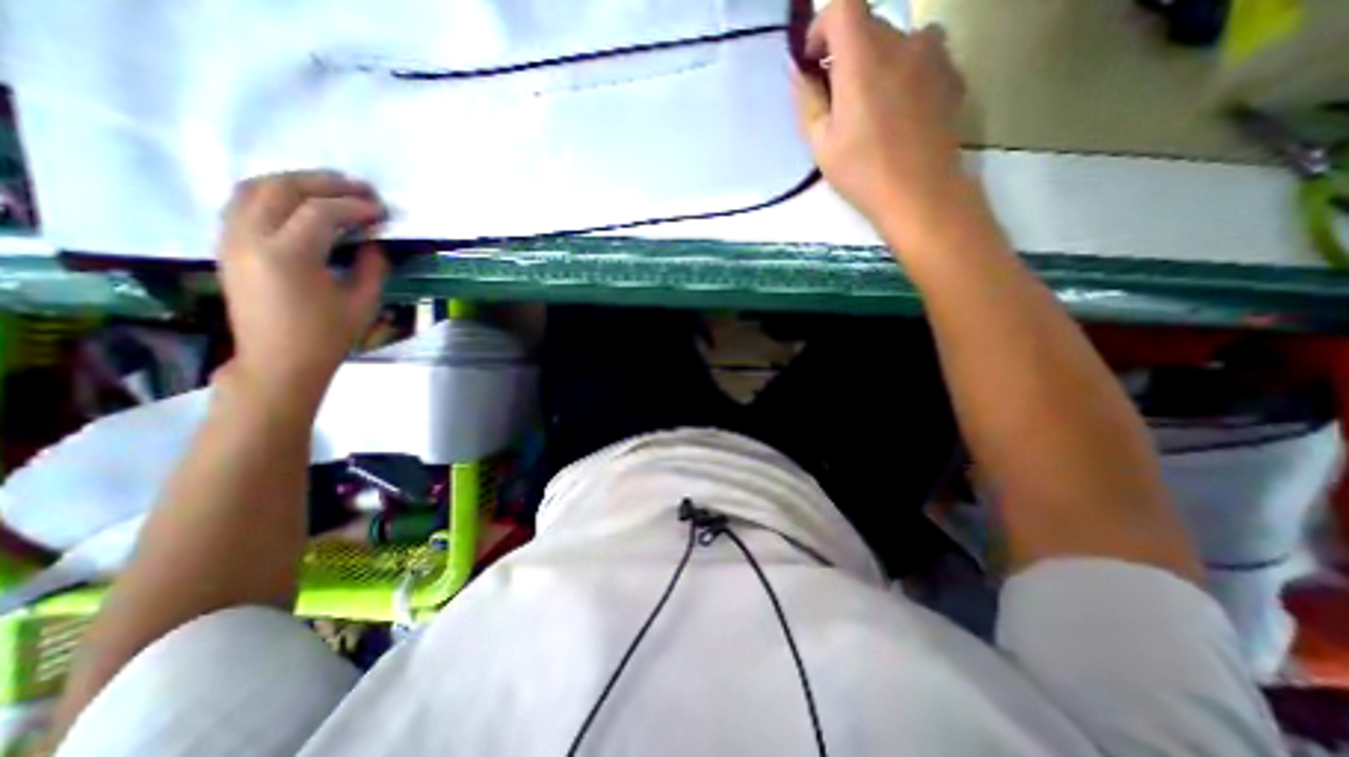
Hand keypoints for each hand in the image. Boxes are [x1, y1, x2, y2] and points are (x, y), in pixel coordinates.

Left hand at [216, 169, 391, 407]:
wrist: (277, 361)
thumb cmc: (327, 336)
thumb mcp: (363, 302)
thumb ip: (372, 266)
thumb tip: (374, 242)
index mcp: (288, 256)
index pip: (322, 212)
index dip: (356, 206)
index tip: (382, 210)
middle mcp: (251, 238)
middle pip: (283, 189)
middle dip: (326, 184)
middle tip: (361, 189)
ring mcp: (231, 239)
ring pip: (255, 188)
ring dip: (296, 181)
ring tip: (331, 187)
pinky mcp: (226, 244)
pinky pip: (244, 202)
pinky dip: (274, 193)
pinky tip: (300, 202)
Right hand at [794, 0, 963, 244]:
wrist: (921, 193)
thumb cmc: (862, 172)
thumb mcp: (820, 144)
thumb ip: (808, 101)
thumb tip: (801, 73)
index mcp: (863, 57)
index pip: (843, 5)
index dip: (823, 25)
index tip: (814, 60)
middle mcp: (902, 41)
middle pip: (869, 25)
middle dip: (846, 53)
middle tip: (837, 97)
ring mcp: (934, 56)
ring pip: (898, 41)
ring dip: (878, 62)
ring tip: (871, 104)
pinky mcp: (952, 75)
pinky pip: (923, 59)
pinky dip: (905, 73)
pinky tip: (899, 112)